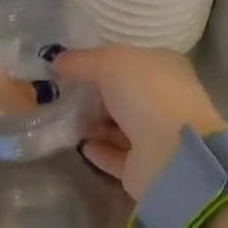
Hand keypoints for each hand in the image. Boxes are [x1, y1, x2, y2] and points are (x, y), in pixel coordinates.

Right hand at [50, 46, 226, 199]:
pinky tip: (80, 145)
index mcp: (165, 68)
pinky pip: (117, 155)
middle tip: (61, 95)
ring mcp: (156, 136)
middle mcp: (163, 100)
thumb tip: (56, 60)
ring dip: (94, 123)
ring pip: (120, 126)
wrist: (171, 154)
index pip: (130, 61)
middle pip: (123, 95)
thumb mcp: (110, 62)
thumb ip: (81, 61)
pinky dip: (99, 150)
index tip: (69, 66)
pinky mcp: (145, 167)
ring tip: (64, 120)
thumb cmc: (146, 94)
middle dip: (94, 95)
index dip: (101, 62)